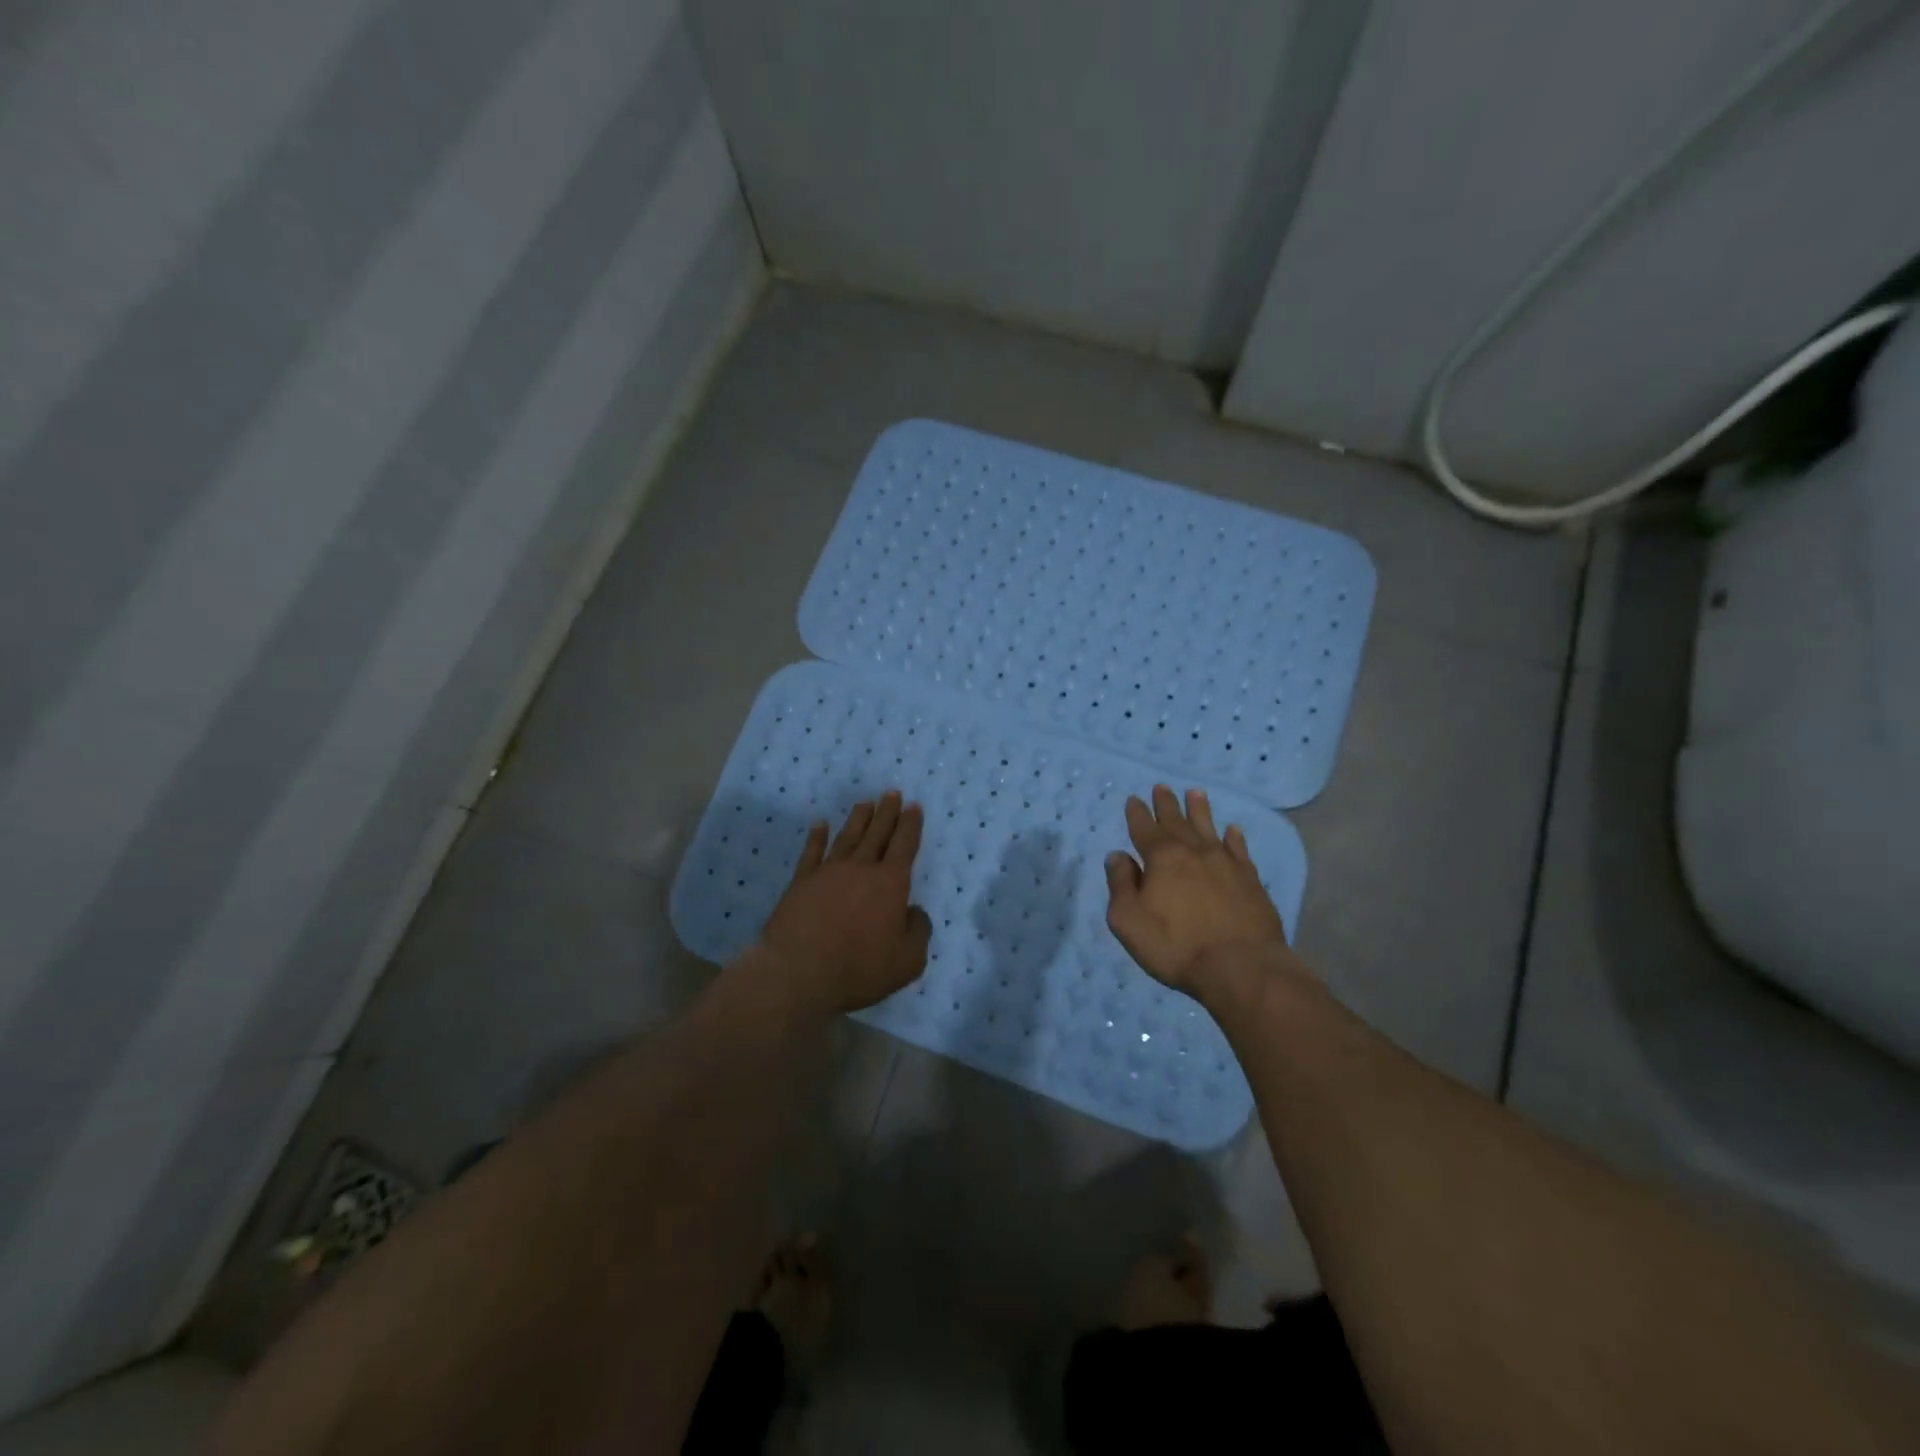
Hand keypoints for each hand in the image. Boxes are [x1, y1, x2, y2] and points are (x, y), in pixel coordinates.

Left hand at [757, 791, 931, 1013]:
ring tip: (865, 803)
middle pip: (877, 833)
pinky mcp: (801, 882)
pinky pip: (812, 852)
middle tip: (892, 792)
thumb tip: (913, 911)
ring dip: (858, 818)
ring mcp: (828, 872)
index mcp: (891, 884)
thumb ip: (918, 931)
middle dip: (887, 812)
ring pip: (848, 837)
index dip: (911, 825)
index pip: (905, 845)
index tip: (914, 806)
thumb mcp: (908, 960)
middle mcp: (861, 869)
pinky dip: (817, 836)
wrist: (798, 972)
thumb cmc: (859, 968)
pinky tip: (820, 824)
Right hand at [1105, 785, 1303, 1002]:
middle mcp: (1193, 852)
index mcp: (1161, 858)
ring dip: (1200, 810)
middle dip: (1166, 804)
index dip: (1137, 813)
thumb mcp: (1129, 920)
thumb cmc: (1176, 946)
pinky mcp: (1250, 880)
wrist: (1241, 967)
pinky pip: (1239, 850)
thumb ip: (1121, 885)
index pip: (1144, 828)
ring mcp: (1225, 863)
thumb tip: (1117, 856)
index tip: (1134, 799)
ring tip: (1196, 793)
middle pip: (1176, 821)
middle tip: (1161, 787)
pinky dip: (1234, 838)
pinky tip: (1233, 830)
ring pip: (1209, 827)